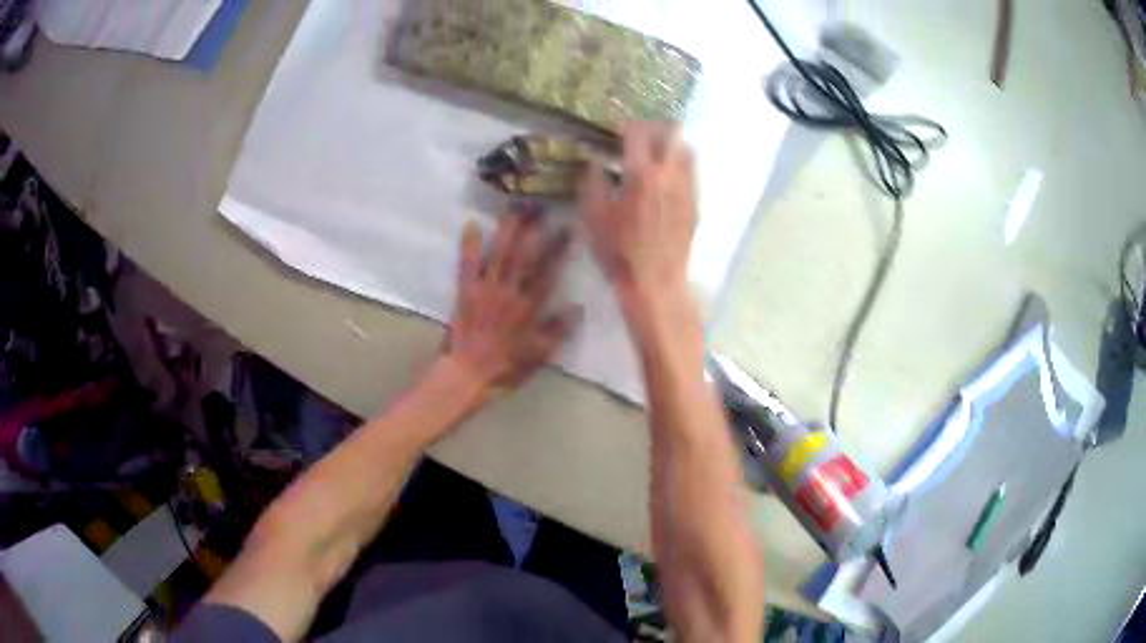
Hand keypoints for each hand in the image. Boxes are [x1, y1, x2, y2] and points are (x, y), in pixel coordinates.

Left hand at [443, 211, 579, 397]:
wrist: (468, 373)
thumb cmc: (506, 367)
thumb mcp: (539, 354)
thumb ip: (558, 330)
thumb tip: (578, 308)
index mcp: (529, 307)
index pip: (548, 272)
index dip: (558, 249)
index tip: (567, 229)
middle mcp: (509, 292)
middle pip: (524, 255)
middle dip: (534, 229)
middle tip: (541, 205)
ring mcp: (486, 289)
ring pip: (499, 253)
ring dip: (507, 229)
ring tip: (515, 207)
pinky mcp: (465, 291)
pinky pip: (467, 264)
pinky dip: (468, 245)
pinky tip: (471, 225)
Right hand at [579, 123, 697, 299]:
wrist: (655, 284)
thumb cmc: (619, 252)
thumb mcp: (593, 217)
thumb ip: (592, 183)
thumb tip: (593, 162)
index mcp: (642, 174)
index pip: (639, 131)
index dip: (627, 125)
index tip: (617, 129)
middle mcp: (670, 175)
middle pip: (672, 132)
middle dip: (656, 127)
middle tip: (641, 136)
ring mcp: (687, 189)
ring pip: (688, 150)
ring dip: (672, 145)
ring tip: (656, 155)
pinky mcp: (695, 205)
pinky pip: (692, 174)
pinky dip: (680, 167)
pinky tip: (667, 180)